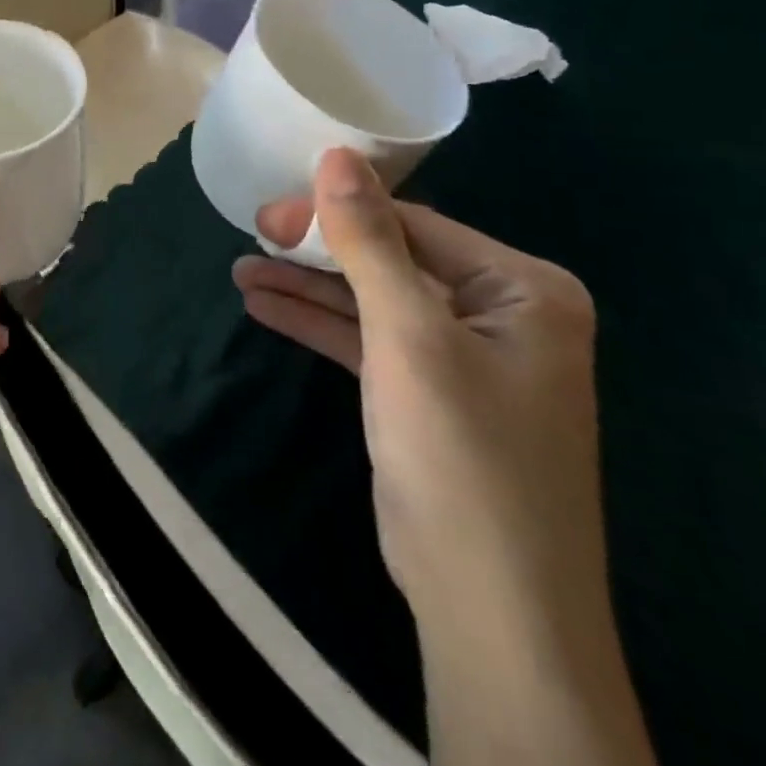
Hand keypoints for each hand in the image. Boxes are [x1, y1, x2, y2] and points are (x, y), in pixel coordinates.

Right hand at [234, 151, 657, 765]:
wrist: (490, 611)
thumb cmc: (461, 454)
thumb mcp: (408, 335)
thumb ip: (369, 241)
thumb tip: (337, 154)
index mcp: (523, 287)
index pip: (412, 226)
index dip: (336, 215)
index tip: (267, 215)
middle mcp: (502, 313)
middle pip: (392, 260)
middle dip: (319, 252)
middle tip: (253, 236)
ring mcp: (465, 357)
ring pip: (374, 301)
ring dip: (309, 288)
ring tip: (243, 271)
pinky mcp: (430, 395)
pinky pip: (370, 342)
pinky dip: (320, 325)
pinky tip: (265, 307)